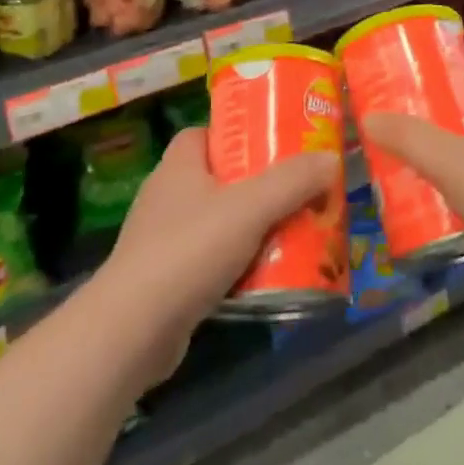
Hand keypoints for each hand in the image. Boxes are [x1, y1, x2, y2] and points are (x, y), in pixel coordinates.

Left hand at [96, 128, 337, 385]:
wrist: (133, 331)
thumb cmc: (189, 251)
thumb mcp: (250, 208)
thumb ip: (292, 181)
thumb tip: (330, 157)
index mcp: (178, 165)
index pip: (207, 133)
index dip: (240, 134)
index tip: (276, 145)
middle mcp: (167, 195)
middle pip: (220, 178)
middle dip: (258, 186)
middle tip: (298, 191)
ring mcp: (162, 239)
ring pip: (218, 222)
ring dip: (252, 228)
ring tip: (293, 233)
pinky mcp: (166, 279)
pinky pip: (210, 260)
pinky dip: (237, 264)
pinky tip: (266, 276)